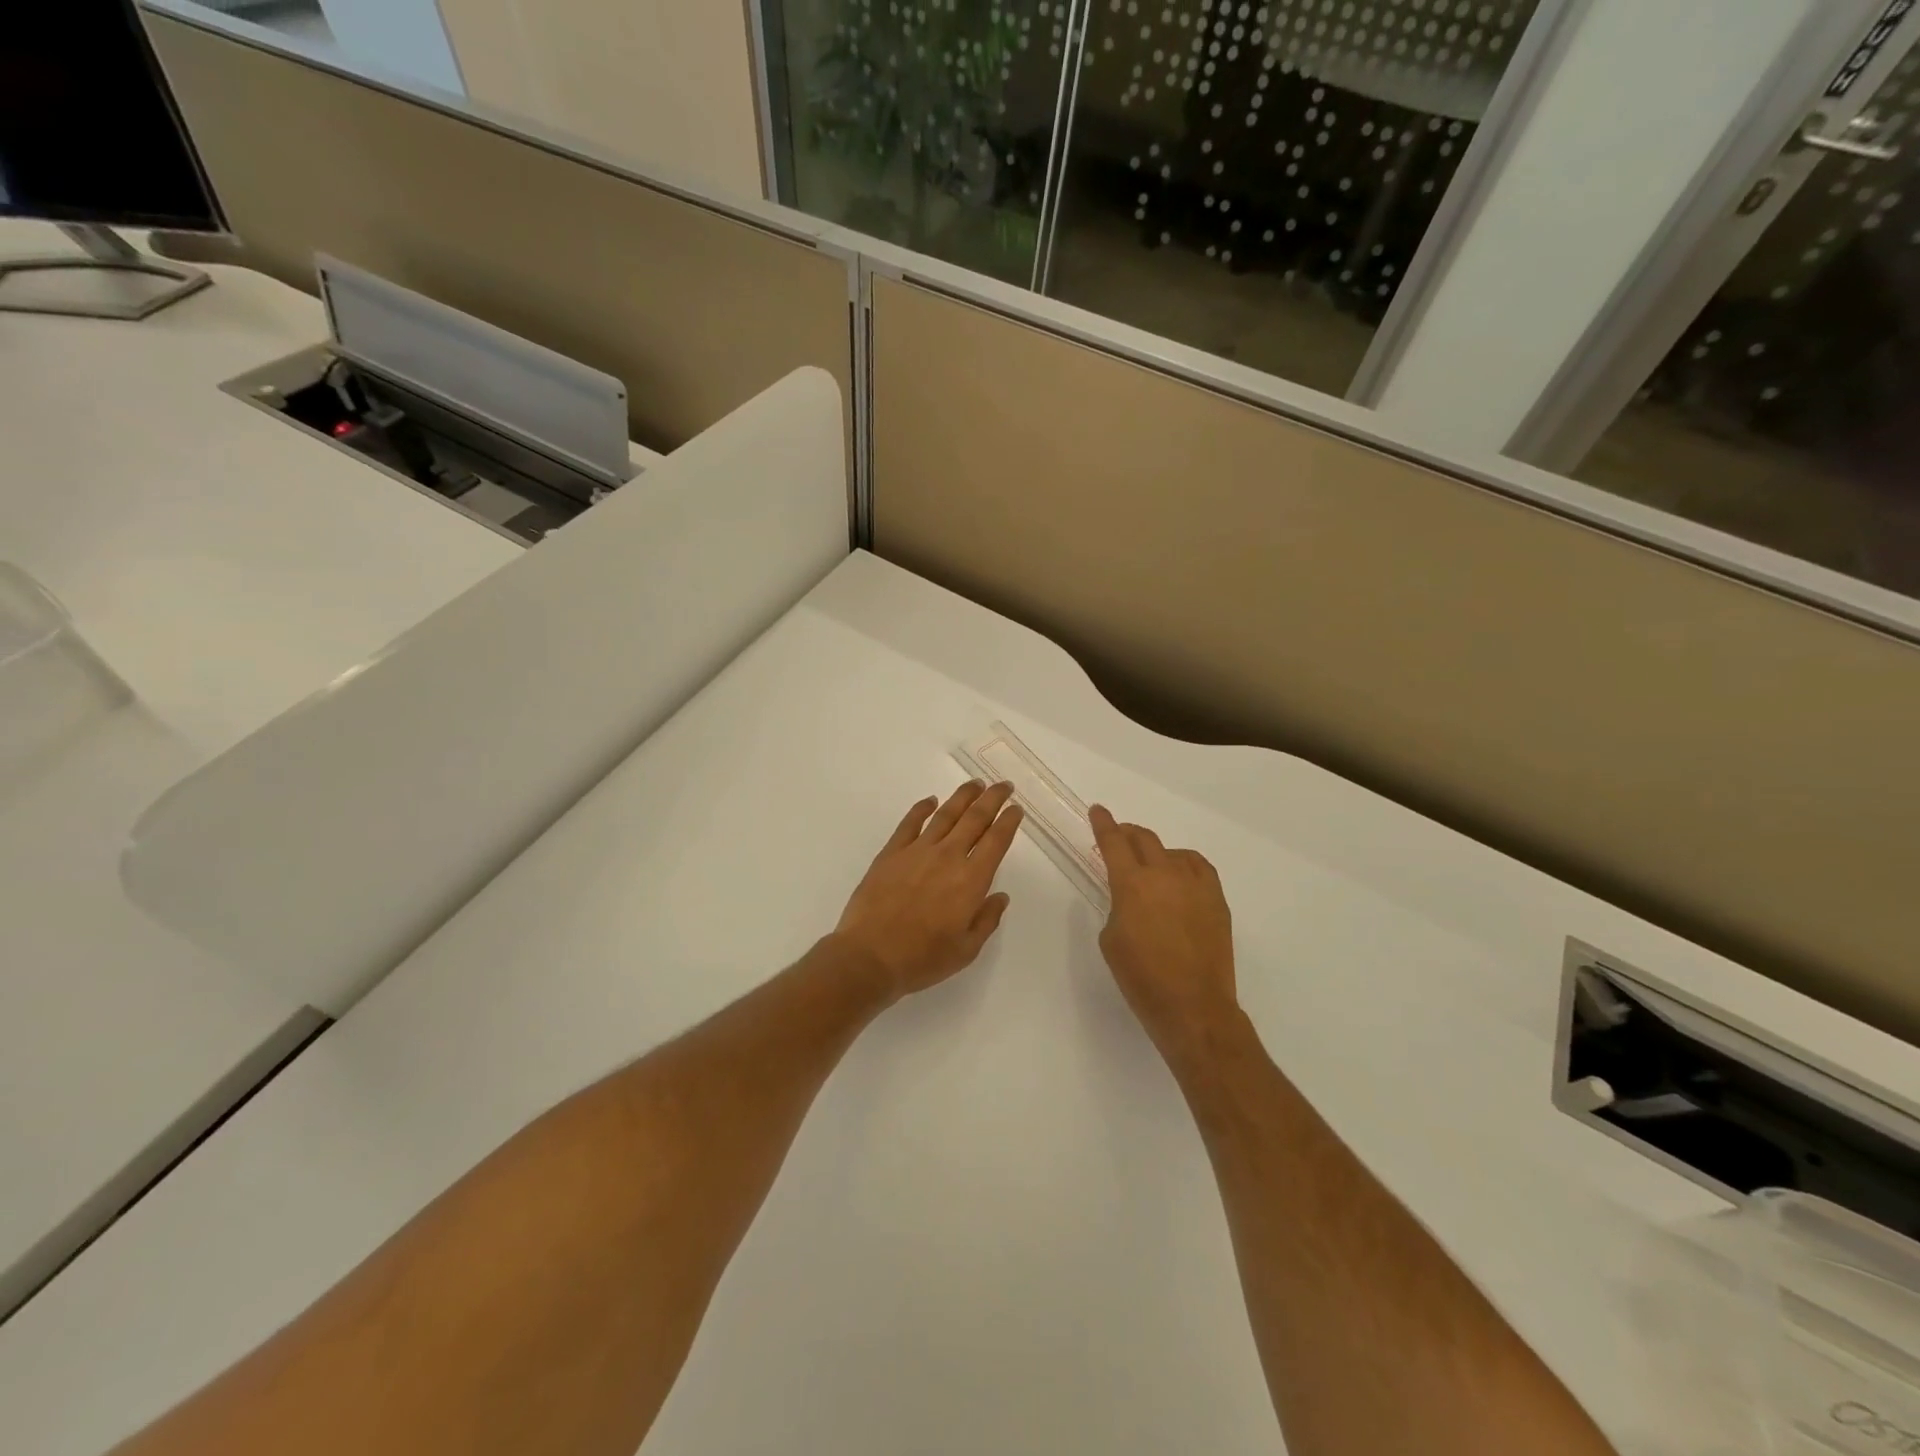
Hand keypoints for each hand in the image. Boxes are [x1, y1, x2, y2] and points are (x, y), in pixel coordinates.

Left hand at [832, 781, 1023, 1002]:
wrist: (870, 956)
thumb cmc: (922, 958)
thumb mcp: (966, 950)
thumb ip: (986, 920)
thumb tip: (1000, 896)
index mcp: (971, 880)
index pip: (996, 841)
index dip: (1008, 821)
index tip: (1016, 809)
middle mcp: (947, 857)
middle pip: (975, 819)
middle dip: (992, 799)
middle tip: (1003, 785)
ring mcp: (917, 851)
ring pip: (945, 814)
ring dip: (963, 796)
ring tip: (975, 784)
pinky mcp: (891, 853)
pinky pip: (910, 823)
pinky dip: (922, 808)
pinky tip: (930, 801)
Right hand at [1089, 805, 1238, 1057]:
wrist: (1192, 1007)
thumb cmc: (1141, 978)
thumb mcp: (1111, 940)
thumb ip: (1117, 907)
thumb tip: (1129, 898)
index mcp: (1132, 884)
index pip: (1113, 843)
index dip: (1103, 824)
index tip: (1098, 810)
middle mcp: (1164, 875)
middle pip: (1145, 839)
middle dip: (1128, 834)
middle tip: (1118, 837)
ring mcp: (1195, 885)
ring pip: (1173, 852)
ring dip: (1156, 852)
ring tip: (1150, 864)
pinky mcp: (1217, 900)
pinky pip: (1199, 867)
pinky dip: (1184, 864)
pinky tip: (1180, 876)